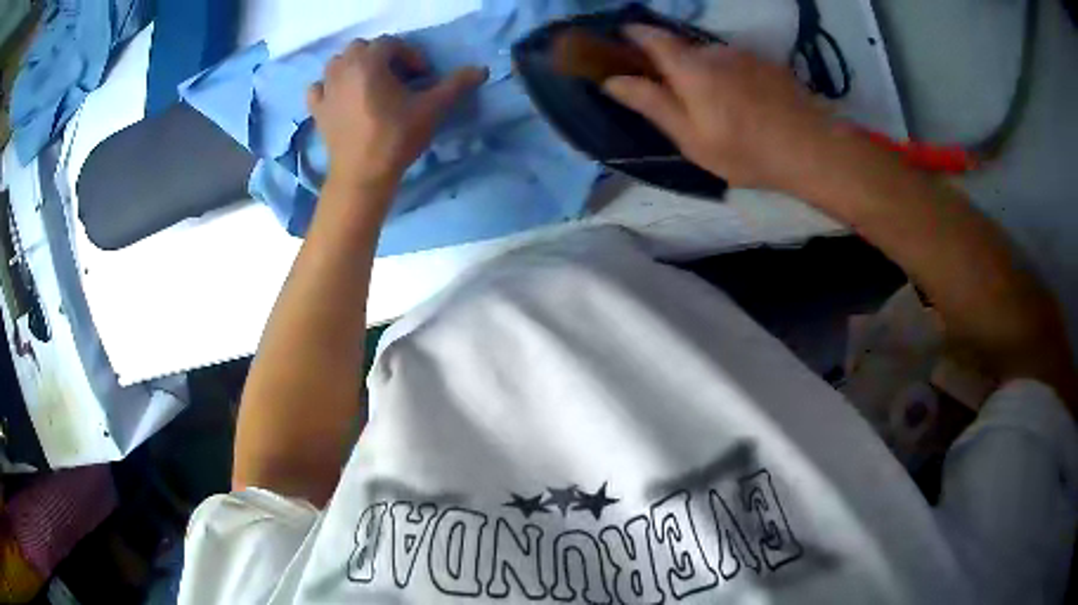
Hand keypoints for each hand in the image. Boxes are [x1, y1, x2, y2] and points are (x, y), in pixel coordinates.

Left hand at [308, 37, 487, 191]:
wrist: (362, 175)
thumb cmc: (396, 138)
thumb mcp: (432, 109)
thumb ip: (456, 85)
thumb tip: (481, 69)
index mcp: (369, 62)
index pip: (392, 44)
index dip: (410, 56)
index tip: (422, 77)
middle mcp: (343, 68)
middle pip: (363, 48)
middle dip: (382, 57)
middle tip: (398, 78)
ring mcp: (326, 89)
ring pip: (338, 63)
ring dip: (355, 66)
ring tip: (370, 84)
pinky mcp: (317, 110)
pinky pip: (318, 87)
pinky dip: (329, 86)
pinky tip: (341, 96)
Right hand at [604, 26, 837, 190]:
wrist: (812, 148)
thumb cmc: (746, 151)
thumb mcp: (692, 138)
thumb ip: (653, 105)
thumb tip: (612, 81)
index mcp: (690, 69)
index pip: (651, 38)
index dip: (633, 35)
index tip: (621, 40)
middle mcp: (714, 51)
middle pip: (682, 49)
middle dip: (673, 65)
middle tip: (678, 98)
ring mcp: (744, 55)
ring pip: (711, 57)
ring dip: (704, 73)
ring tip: (718, 107)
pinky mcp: (767, 63)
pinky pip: (736, 63)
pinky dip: (730, 76)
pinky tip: (744, 104)